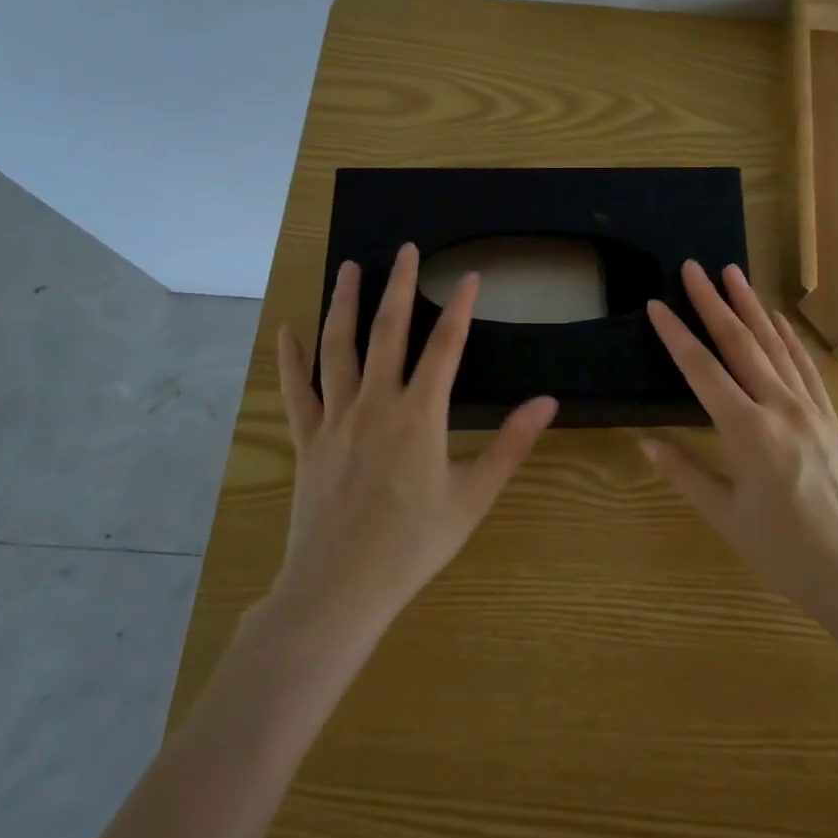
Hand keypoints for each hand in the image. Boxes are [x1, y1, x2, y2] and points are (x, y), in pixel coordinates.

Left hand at [272, 242, 558, 634]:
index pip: (446, 346)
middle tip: (407, 249)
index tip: (472, 275)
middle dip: (400, 286)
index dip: (461, 307)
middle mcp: (376, 403)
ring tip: (349, 267)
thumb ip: (511, 444)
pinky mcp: (308, 439)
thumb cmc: (414, 544)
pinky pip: (297, 390)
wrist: (339, 588)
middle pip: (389, 331)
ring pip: (338, 347)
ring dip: (344, 303)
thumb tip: (548, 403)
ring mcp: (336, 418)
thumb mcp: (474, 496)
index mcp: (420, 414)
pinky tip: (289, 329)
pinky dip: (291, 357)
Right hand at [643, 262, 837, 631]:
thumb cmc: (784, 551)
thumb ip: (684, 472)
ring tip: (733, 274)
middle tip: (694, 268)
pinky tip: (776, 317)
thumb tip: (646, 441)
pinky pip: (806, 366)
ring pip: (775, 346)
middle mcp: (779, 408)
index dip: (677, 335)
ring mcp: (810, 408)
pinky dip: (788, 337)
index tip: (657, 305)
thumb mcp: (726, 515)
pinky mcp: (830, 416)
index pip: (702, 370)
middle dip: (713, 303)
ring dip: (751, 307)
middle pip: (740, 344)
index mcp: (747, 432)